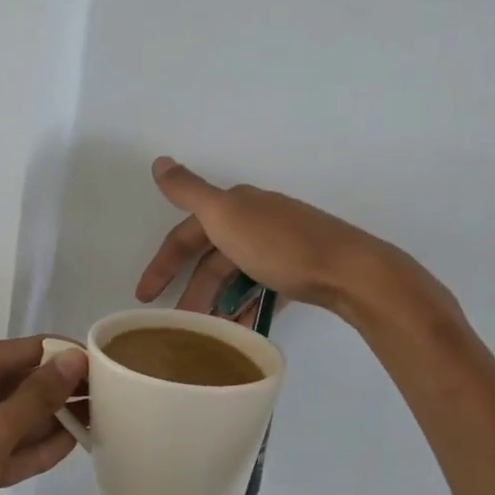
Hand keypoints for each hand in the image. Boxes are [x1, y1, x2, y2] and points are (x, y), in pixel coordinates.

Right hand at [136, 157, 417, 319]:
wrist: (350, 270)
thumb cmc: (280, 245)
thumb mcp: (225, 215)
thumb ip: (189, 191)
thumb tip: (159, 161)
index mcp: (236, 206)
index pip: (186, 234)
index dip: (163, 263)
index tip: (145, 297)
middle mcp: (256, 220)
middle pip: (211, 259)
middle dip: (192, 290)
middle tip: (177, 325)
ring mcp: (280, 247)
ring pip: (236, 277)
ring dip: (218, 302)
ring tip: (207, 333)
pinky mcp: (300, 271)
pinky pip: (262, 290)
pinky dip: (246, 307)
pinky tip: (240, 329)